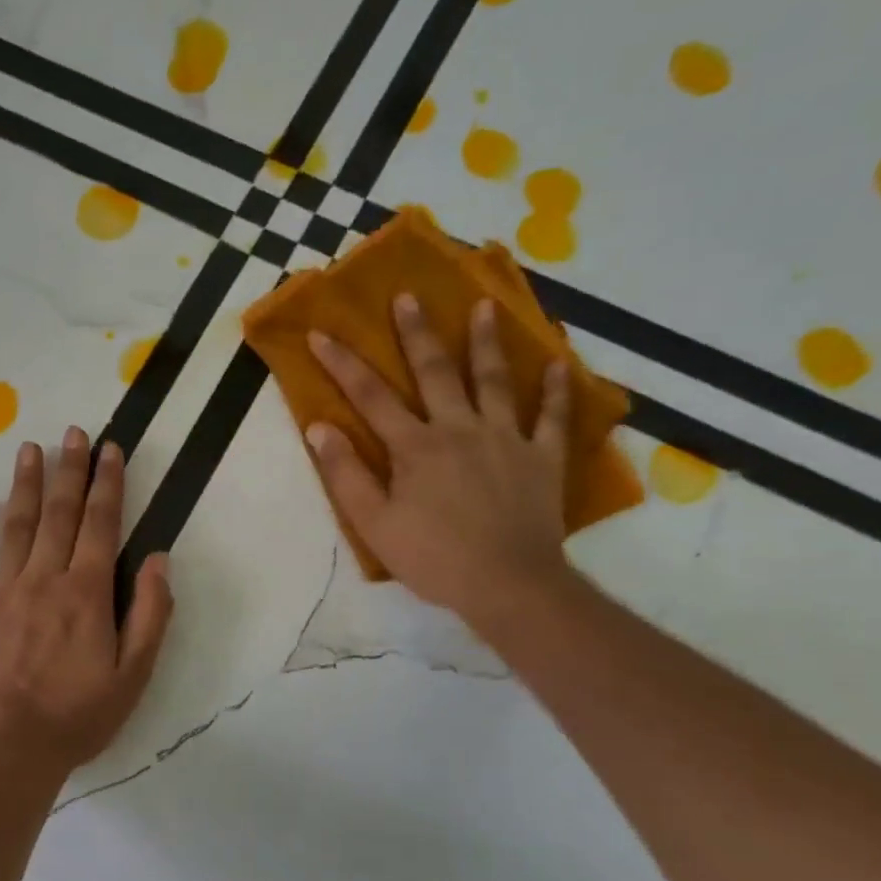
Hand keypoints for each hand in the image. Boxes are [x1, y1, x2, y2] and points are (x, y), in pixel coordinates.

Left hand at [0, 427, 173, 781]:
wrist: (10, 749)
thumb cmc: (79, 715)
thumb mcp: (134, 674)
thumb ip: (150, 614)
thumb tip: (158, 560)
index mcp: (86, 592)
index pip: (100, 524)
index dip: (107, 483)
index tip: (109, 449)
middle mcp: (44, 579)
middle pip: (59, 513)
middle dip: (69, 469)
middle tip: (72, 432)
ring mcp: (2, 592)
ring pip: (15, 527)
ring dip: (25, 485)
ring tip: (29, 448)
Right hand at [306, 295, 574, 638]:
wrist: (507, 584)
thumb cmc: (433, 557)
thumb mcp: (374, 524)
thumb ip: (345, 474)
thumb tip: (319, 428)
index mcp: (415, 447)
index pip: (370, 396)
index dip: (342, 363)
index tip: (320, 333)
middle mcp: (459, 429)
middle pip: (436, 372)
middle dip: (417, 332)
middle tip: (408, 295)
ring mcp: (506, 439)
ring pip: (496, 381)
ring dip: (487, 342)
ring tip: (485, 305)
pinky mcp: (543, 458)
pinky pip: (553, 417)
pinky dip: (559, 389)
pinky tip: (561, 362)